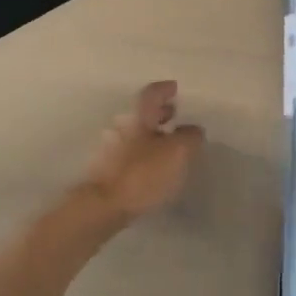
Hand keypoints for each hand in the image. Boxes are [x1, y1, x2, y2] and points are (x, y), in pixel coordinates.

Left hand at [79, 81, 204, 219]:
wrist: (103, 206)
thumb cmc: (143, 173)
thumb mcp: (178, 153)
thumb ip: (190, 137)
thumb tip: (193, 129)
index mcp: (139, 116)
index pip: (152, 93)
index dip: (164, 89)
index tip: (174, 88)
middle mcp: (122, 125)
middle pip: (142, 112)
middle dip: (159, 112)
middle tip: (174, 114)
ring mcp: (110, 148)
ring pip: (136, 132)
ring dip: (152, 133)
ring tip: (169, 143)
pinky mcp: (106, 169)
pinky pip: (129, 151)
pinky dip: (144, 151)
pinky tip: (154, 165)